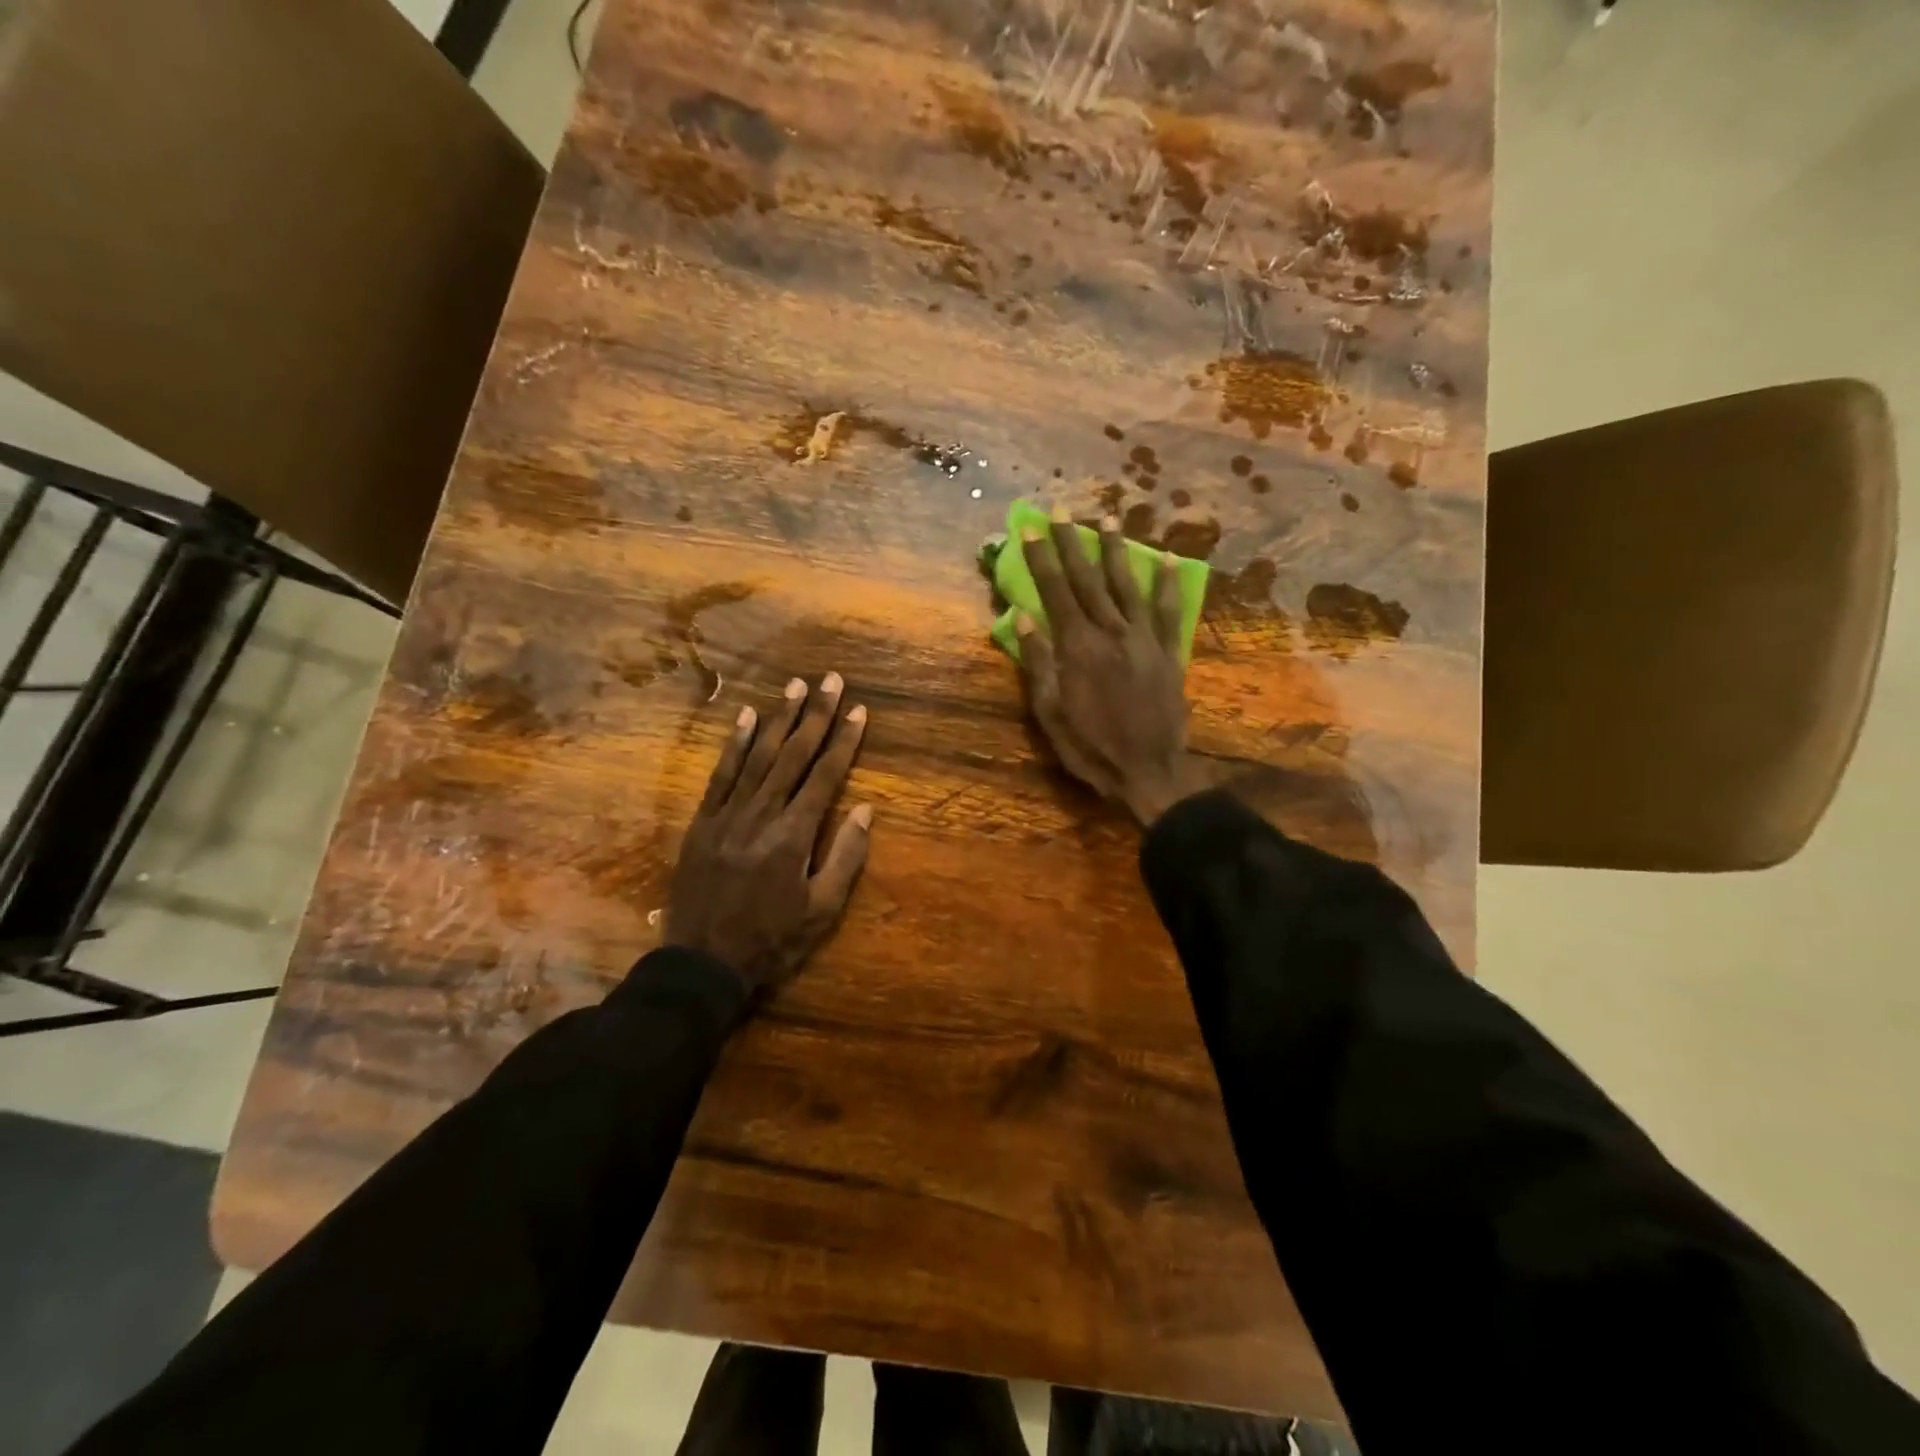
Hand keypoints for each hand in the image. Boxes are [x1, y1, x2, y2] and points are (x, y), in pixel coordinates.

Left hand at [665, 673, 872, 995]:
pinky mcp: (702, 822)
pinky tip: (746, 717)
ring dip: (778, 719)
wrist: (702, 963)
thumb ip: (844, 857)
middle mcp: (762, 814)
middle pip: (794, 755)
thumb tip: (865, 809)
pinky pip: (720, 775)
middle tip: (831, 680)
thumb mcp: (821, 911)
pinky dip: (735, 744)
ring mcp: (728, 815)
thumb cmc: (771, 941)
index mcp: (794, 835)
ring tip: (794, 685)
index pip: (825, 776)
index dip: (844, 741)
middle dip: (815, 715)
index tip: (859, 710)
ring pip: (758, 756)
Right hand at [1017, 505, 1210, 825]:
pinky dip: (1167, 584)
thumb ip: (1038, 662)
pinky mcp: (1169, 652)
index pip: (1056, 591)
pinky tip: (1167, 559)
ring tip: (1110, 520)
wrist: (1149, 771)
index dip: (1042, 558)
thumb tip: (1024, 618)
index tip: (1031, 528)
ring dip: (1117, 551)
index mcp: (1077, 646)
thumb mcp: (1051, 712)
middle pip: (1089, 579)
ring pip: (1127, 585)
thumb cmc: (1090, 746)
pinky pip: (1168, 611)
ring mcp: (1144, 639)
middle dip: (1073, 543)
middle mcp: (1111, 632)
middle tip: (1063, 511)